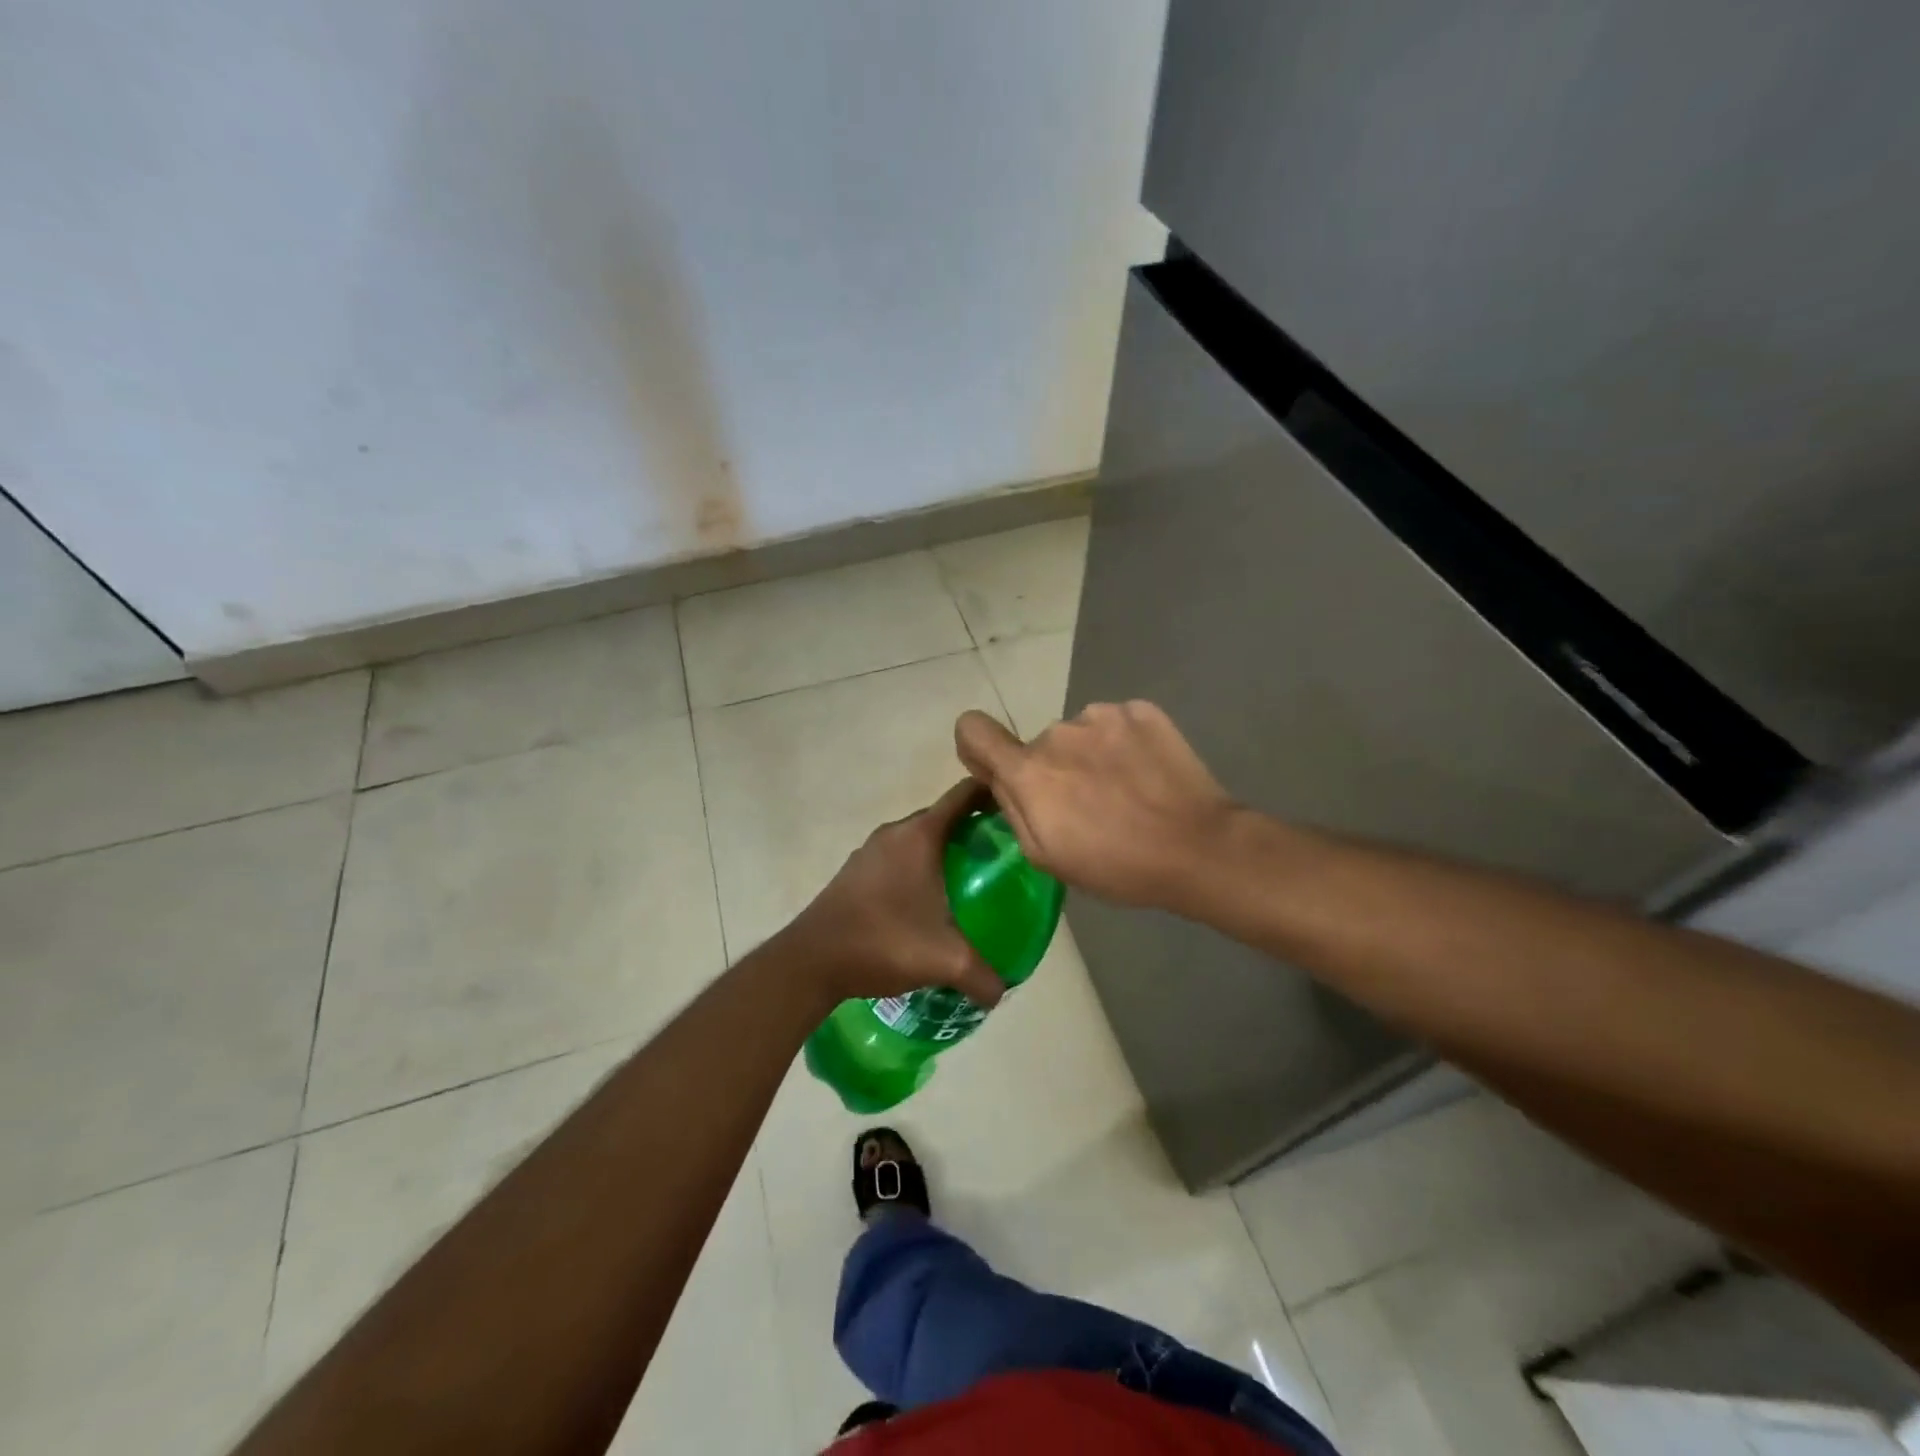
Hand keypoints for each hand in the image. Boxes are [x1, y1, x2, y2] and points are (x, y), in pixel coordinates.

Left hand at [779, 780, 1004, 1009]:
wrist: (811, 960)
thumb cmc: (883, 942)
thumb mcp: (944, 960)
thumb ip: (983, 976)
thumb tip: (1002, 992)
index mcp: (920, 836)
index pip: (964, 795)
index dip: (993, 794)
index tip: (1017, 809)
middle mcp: (895, 833)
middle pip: (943, 816)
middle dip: (973, 828)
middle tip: (1002, 854)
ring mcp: (871, 851)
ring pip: (918, 838)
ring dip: (943, 849)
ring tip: (971, 878)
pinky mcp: (855, 871)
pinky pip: (898, 856)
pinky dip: (919, 866)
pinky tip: (928, 901)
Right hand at [954, 700, 1235, 909]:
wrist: (1199, 847)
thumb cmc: (1116, 865)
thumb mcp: (1046, 856)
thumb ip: (1012, 808)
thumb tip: (999, 778)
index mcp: (1029, 770)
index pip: (973, 729)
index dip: (977, 747)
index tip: (998, 770)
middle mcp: (1058, 732)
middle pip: (1039, 745)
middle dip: (1053, 770)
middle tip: (1089, 806)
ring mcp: (1104, 715)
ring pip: (1080, 734)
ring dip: (1090, 756)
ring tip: (1125, 792)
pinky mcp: (1142, 710)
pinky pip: (1116, 724)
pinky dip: (1123, 744)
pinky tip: (1146, 775)